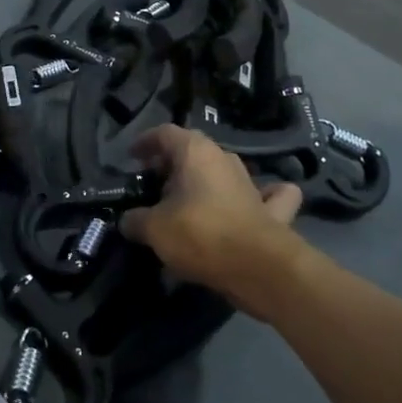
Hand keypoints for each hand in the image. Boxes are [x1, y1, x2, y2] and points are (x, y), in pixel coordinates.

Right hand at [120, 124, 303, 315]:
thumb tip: (127, 221)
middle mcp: (224, 159)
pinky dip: (260, 196)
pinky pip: (268, 195)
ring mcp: (252, 182)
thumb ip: (136, 220)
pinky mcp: (273, 210)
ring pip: (223, 171)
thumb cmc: (201, 235)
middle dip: (171, 165)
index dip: (145, 142)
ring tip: (187, 202)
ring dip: (206, 181)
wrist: (261, 269)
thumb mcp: (155, 229)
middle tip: (153, 187)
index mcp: (195, 152)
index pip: (164, 133)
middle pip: (193, 151)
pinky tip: (255, 202)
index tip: (132, 157)